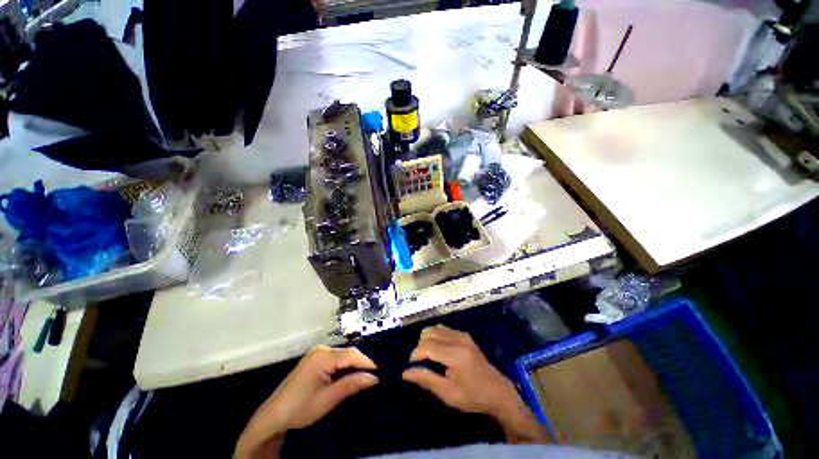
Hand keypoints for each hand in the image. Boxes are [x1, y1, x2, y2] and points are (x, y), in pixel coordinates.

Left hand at [235, 345, 378, 457]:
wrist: (274, 415)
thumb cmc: (301, 408)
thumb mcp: (328, 399)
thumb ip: (352, 385)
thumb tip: (374, 378)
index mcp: (322, 356)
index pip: (351, 355)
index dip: (367, 363)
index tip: (380, 373)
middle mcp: (321, 349)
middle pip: (348, 353)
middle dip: (361, 364)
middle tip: (373, 377)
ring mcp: (317, 353)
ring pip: (343, 355)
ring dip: (353, 365)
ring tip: (364, 377)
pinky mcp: (315, 359)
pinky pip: (335, 358)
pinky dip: (344, 366)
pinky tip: (349, 375)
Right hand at [402, 325, 548, 443]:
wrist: (498, 392)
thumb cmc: (473, 397)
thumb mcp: (448, 394)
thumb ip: (427, 380)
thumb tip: (405, 373)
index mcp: (455, 355)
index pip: (427, 346)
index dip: (415, 354)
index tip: (412, 366)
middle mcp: (458, 339)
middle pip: (429, 334)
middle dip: (420, 347)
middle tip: (421, 363)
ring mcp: (463, 335)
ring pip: (436, 329)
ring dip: (427, 339)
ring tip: (429, 356)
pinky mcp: (466, 335)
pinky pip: (445, 329)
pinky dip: (436, 336)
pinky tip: (439, 350)